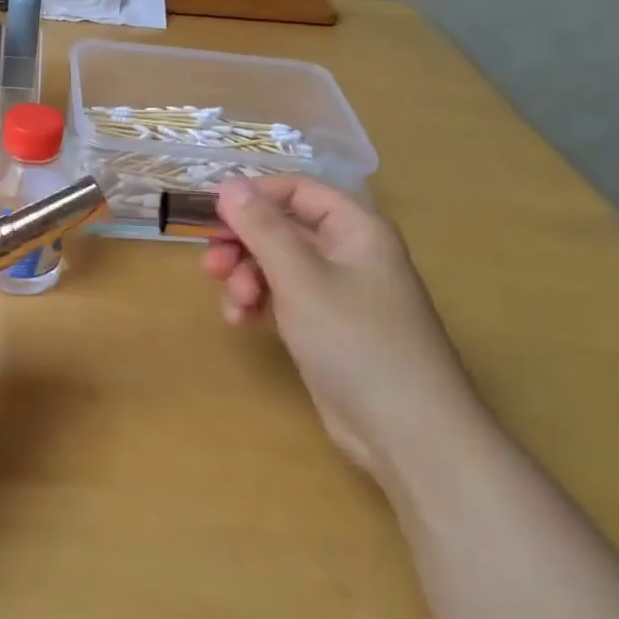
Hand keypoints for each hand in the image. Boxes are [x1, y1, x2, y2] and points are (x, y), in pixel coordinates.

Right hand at [203, 176, 480, 474]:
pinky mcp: (325, 325)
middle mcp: (347, 252)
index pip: (296, 190)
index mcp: (354, 228)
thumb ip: (262, 228)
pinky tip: (242, 322)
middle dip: (243, 244)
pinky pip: (282, 297)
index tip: (211, 214)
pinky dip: (258, 302)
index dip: (253, 196)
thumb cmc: (356, 341)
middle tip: (211, 266)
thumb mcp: (300, 278)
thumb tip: (228, 184)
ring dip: (246, 277)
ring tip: (235, 305)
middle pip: (282, 227)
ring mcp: (336, 291)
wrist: (407, 433)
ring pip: (276, 264)